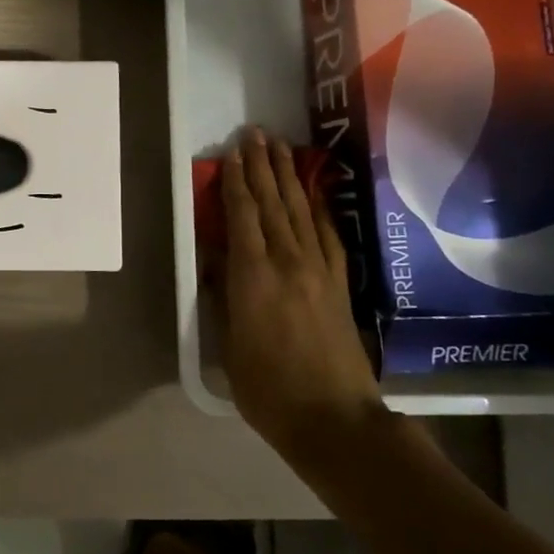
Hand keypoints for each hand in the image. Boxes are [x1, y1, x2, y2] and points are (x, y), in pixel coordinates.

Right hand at [220, 129, 382, 460]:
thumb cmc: (267, 387)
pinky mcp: (338, 283)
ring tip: (279, 147)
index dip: (234, 182)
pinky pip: (327, 234)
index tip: (230, 153)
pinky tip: (313, 191)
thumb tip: (215, 256)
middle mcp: (288, 262)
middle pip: (273, 203)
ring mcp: (319, 270)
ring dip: (288, 176)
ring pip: (300, 210)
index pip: (242, 216)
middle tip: (254, 134)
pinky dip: (318, 207)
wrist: (334, 419)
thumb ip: (221, 293)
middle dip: (262, 166)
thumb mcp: (228, 342)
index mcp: (253, 276)